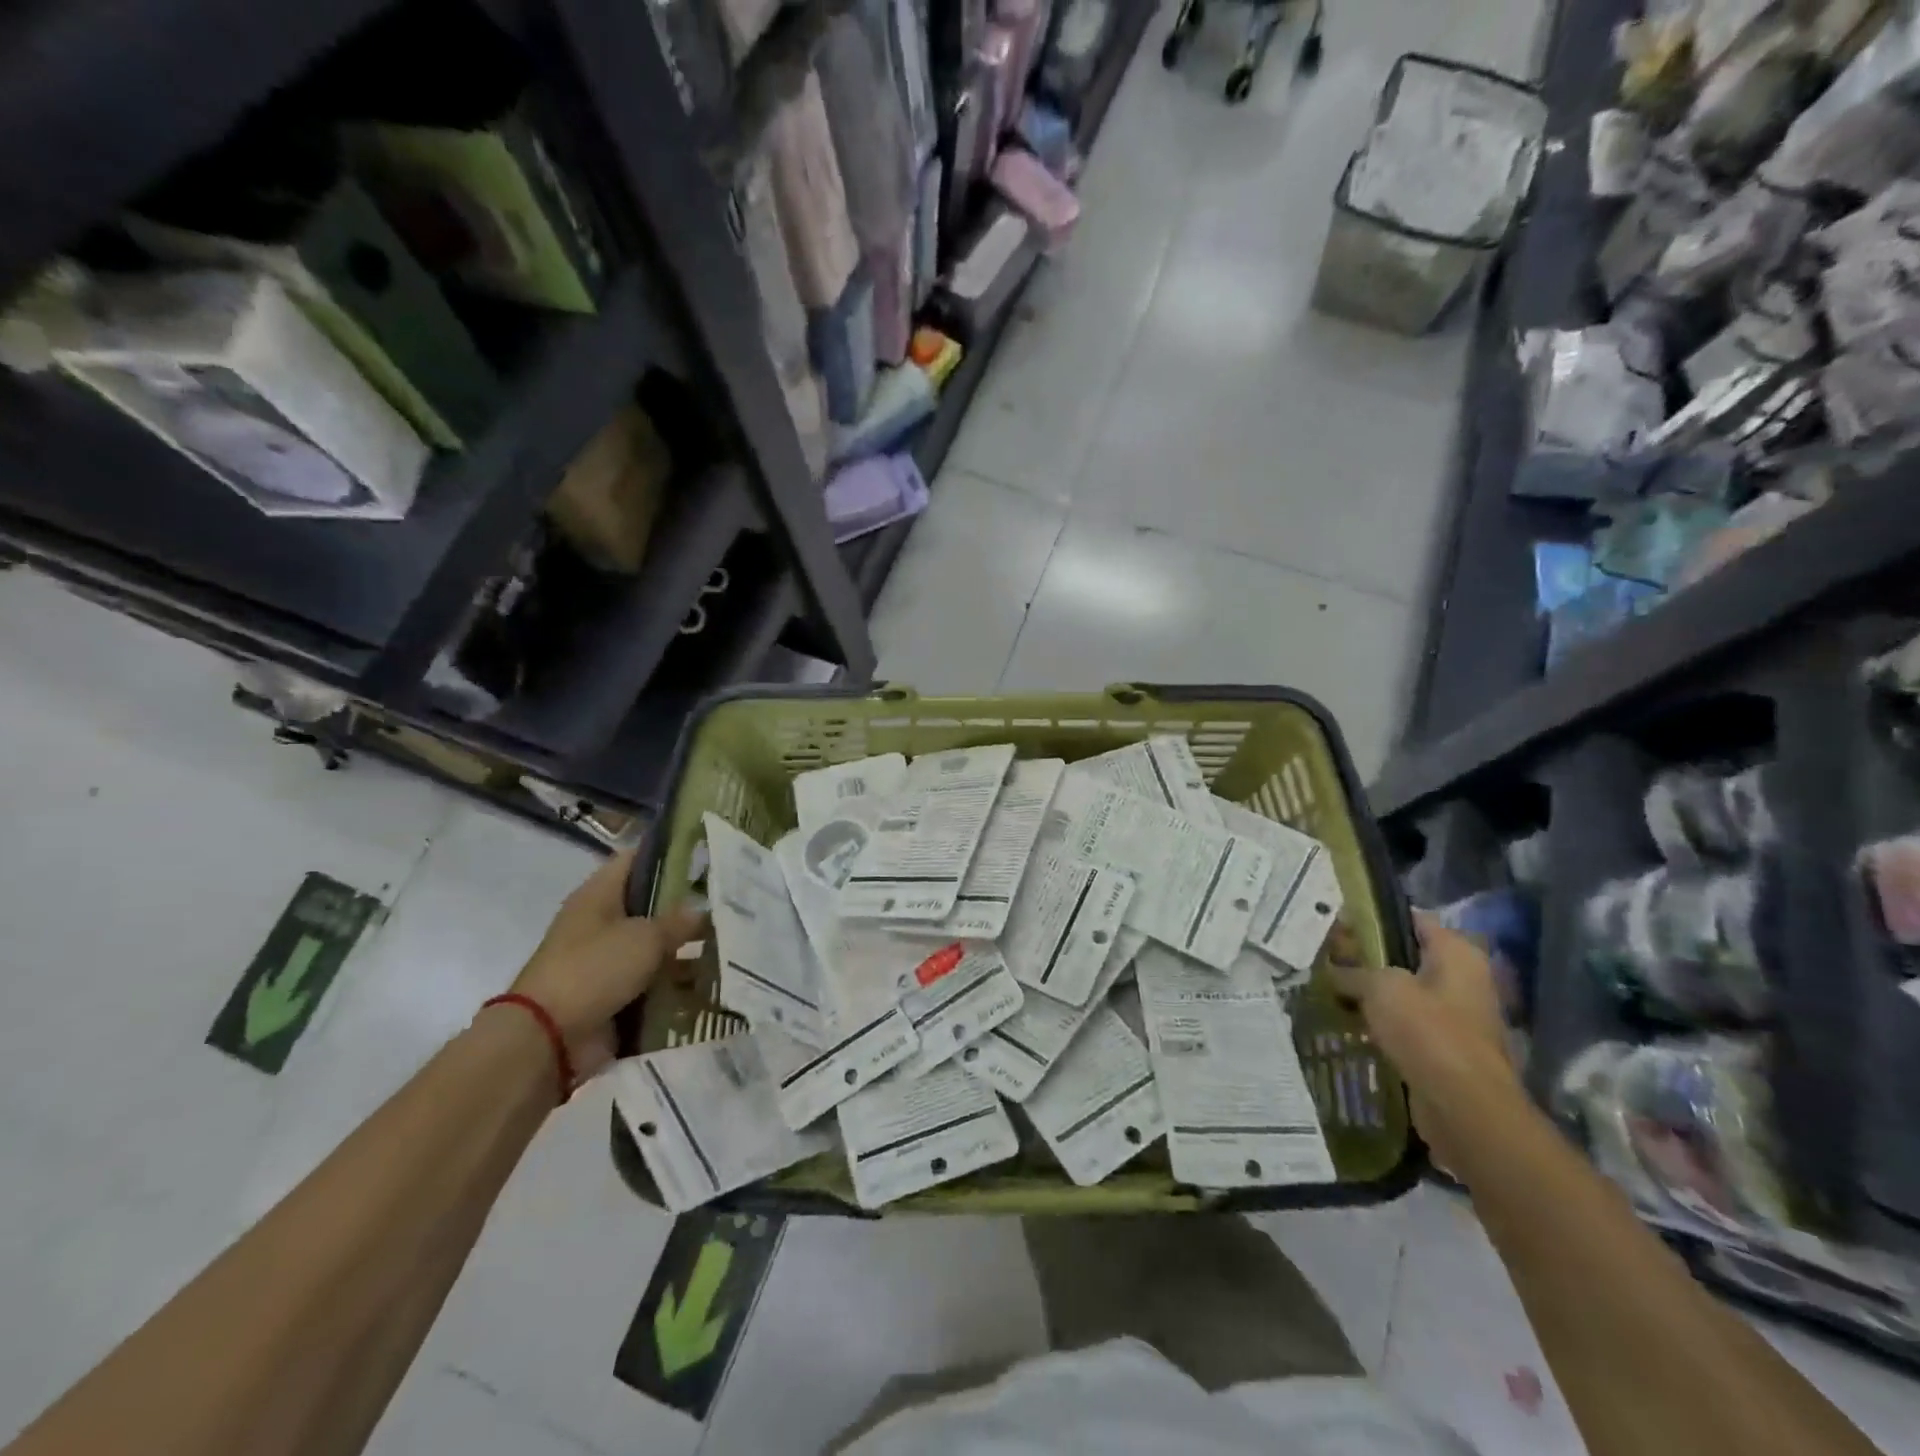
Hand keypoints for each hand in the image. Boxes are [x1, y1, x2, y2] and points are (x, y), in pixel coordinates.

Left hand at [508, 849, 706, 1081]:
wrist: (548, 1038)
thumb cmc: (594, 970)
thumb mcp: (644, 937)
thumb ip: (676, 921)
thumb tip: (700, 911)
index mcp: (598, 895)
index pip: (637, 859)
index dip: (670, 854)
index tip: (707, 856)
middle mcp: (600, 922)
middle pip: (649, 905)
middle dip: (685, 907)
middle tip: (727, 904)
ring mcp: (605, 960)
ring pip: (653, 945)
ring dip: (684, 949)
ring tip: (728, 945)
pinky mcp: (612, 993)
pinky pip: (651, 980)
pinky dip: (674, 982)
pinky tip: (710, 980)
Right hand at [1326, 912, 1517, 1172]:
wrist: (1465, 1108)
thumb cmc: (1428, 1032)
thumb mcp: (1379, 987)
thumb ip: (1352, 971)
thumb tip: (1332, 970)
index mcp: (1456, 953)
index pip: (1411, 918)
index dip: (1373, 916)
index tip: (1337, 922)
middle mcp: (1463, 979)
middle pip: (1406, 956)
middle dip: (1367, 957)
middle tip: (1326, 957)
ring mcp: (1457, 1016)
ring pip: (1403, 992)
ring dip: (1371, 992)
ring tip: (1331, 988)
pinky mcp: (1445, 1048)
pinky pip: (1405, 1024)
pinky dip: (1381, 1022)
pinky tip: (1349, 1022)